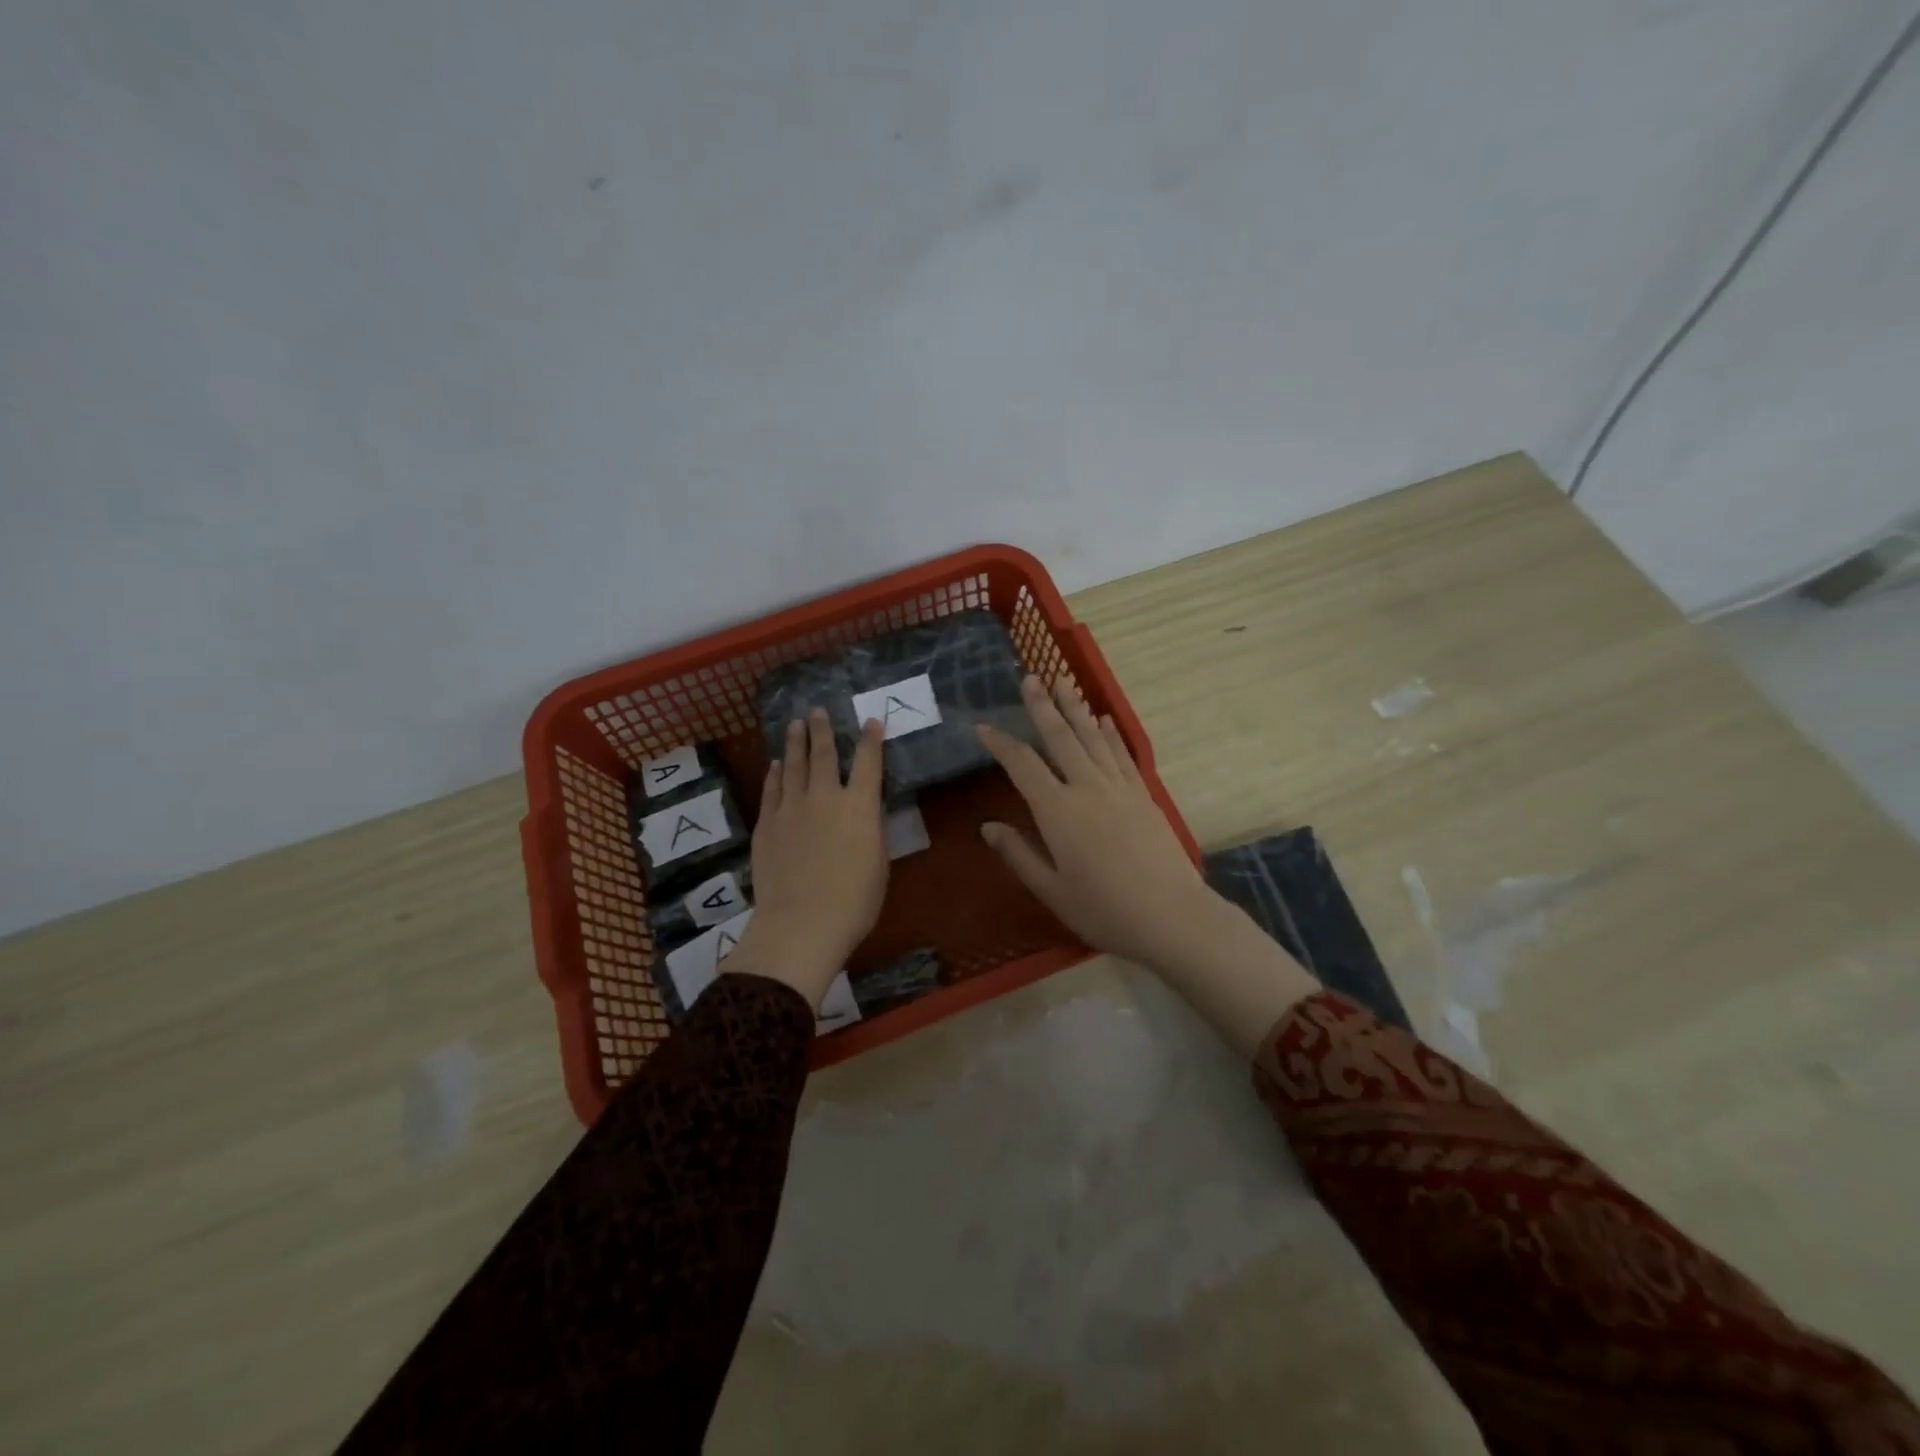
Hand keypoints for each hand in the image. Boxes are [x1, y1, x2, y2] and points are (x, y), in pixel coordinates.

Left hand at [724, 709, 887, 1007]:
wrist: (802, 922)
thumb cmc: (854, 901)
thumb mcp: (879, 863)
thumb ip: (872, 831)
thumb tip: (866, 813)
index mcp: (860, 806)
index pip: (868, 762)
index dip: (871, 740)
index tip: (871, 722)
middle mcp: (825, 797)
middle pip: (823, 754)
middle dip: (822, 730)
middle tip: (817, 711)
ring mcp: (791, 808)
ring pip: (792, 765)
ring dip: (794, 743)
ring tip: (795, 724)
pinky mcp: (767, 823)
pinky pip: (771, 789)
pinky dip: (774, 774)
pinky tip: (774, 765)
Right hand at [976, 676, 1221, 970]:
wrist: (1172, 916)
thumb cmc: (1104, 910)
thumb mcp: (1052, 890)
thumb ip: (1019, 854)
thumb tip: (988, 826)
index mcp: (1057, 811)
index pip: (1022, 766)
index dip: (1000, 743)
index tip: (983, 727)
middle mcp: (1087, 788)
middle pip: (1060, 737)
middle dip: (1042, 706)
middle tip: (1030, 677)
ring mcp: (1119, 787)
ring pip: (1092, 738)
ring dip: (1076, 708)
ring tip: (1063, 681)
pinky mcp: (1143, 794)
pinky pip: (1122, 754)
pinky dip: (1110, 734)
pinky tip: (1103, 719)